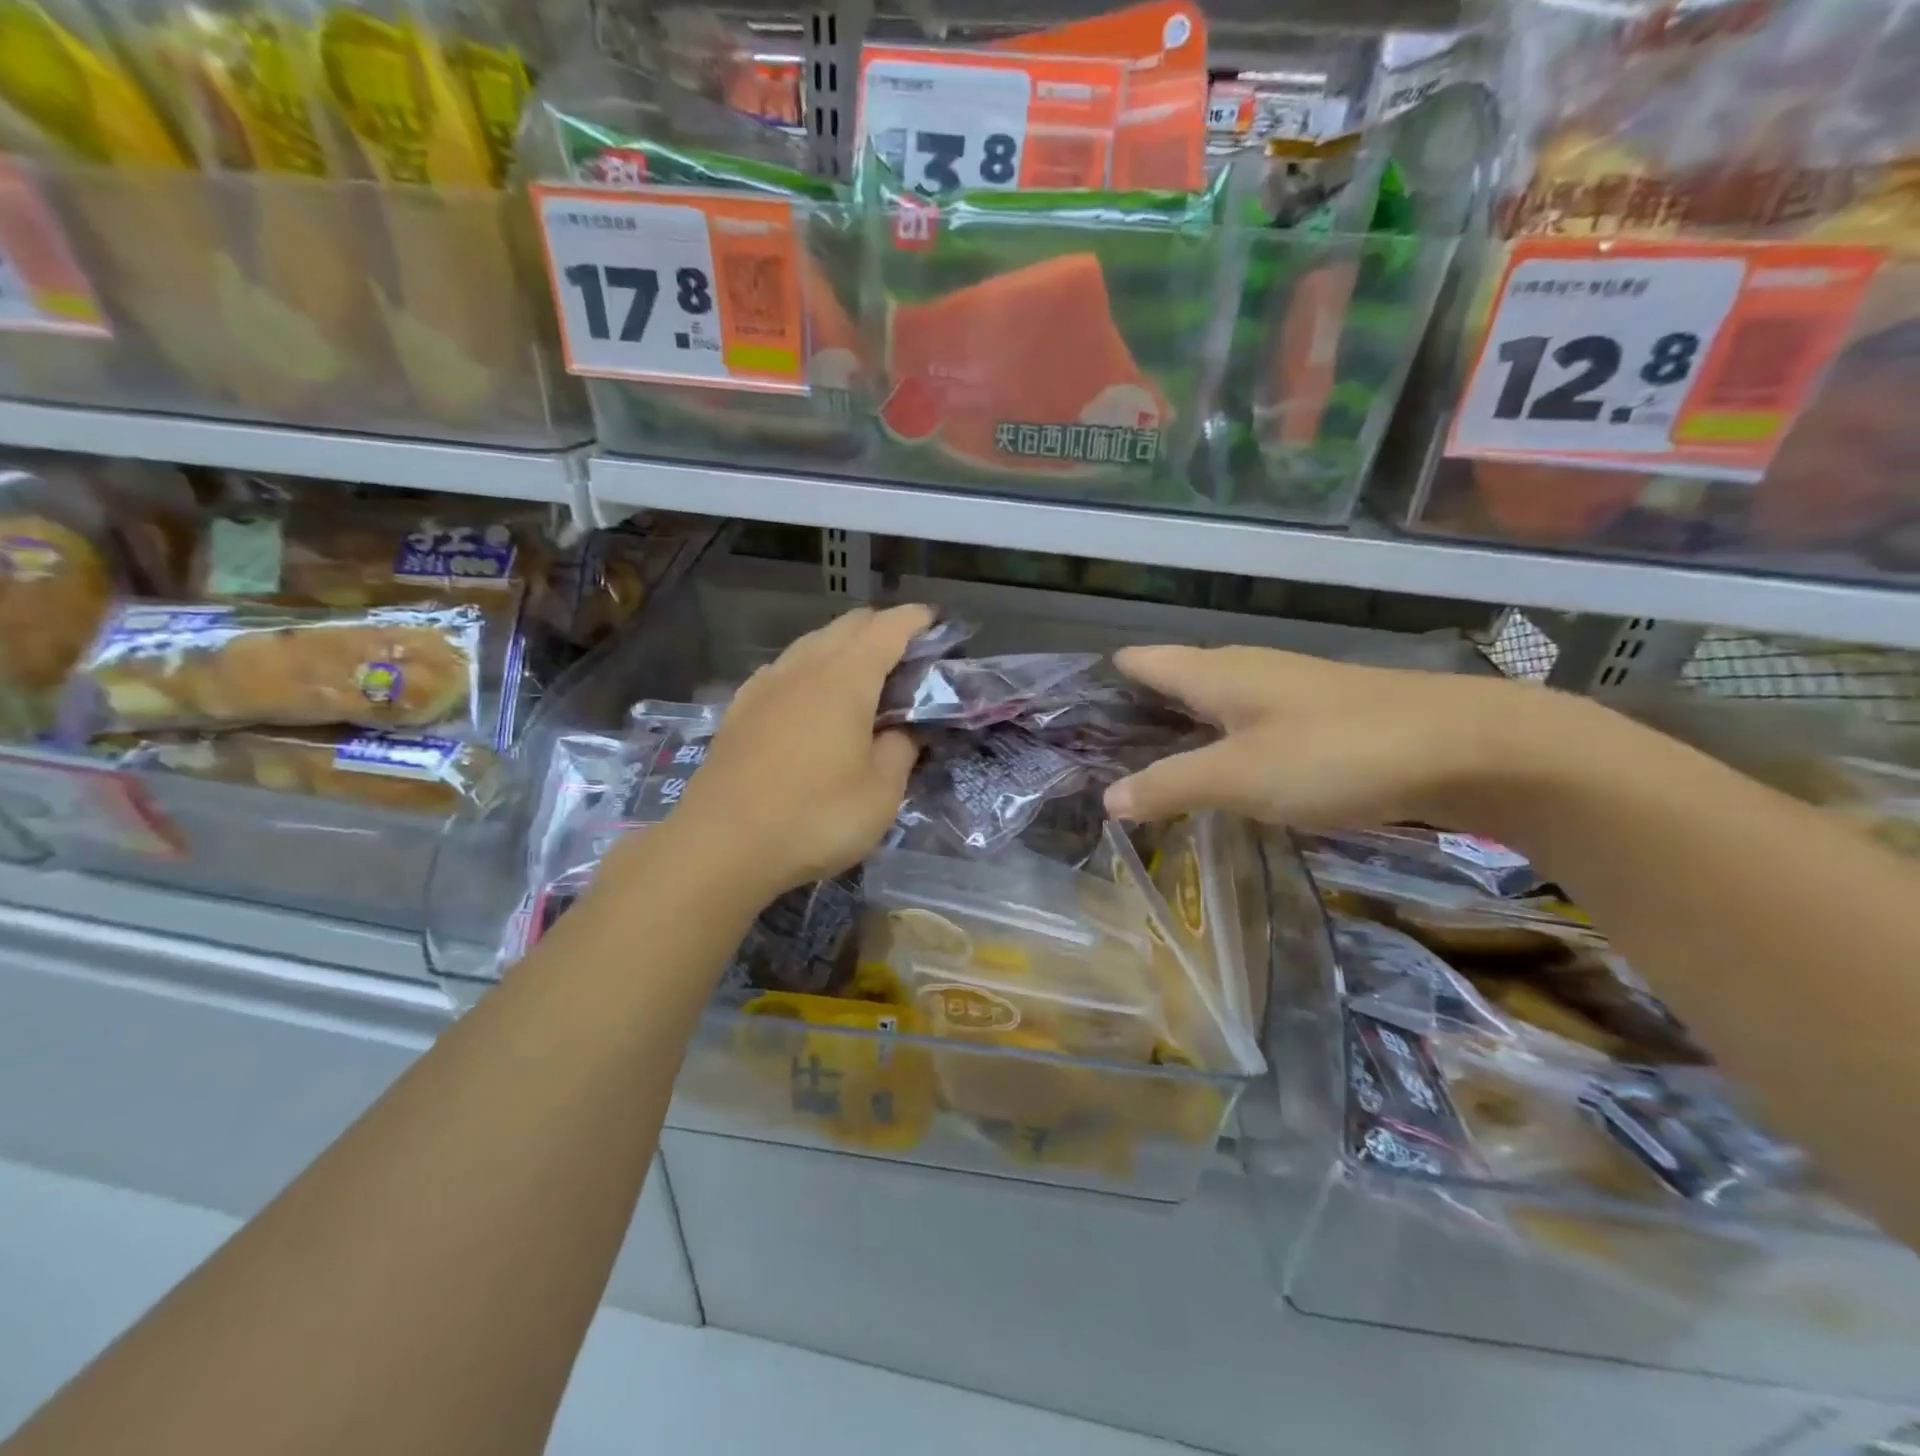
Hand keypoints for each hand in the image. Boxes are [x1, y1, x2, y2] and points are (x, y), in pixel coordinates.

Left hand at [671, 603, 932, 896]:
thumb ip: (901, 750)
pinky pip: (783, 669)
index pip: (888, 628)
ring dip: (843, 646)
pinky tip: (809, 698)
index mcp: (846, 678)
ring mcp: (766, 685)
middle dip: (882, 628)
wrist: (722, 845)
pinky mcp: (739, 708)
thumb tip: (904, 730)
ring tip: (862, 678)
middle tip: (907, 657)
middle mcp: (804, 668)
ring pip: (811, 643)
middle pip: (848, 625)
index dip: (916, 619)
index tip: (936, 623)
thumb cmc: (815, 817)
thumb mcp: (881, 793)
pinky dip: (809, 668)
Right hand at [1102, 645, 1568, 829]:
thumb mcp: (1239, 776)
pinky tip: (1220, 775)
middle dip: (1135, 712)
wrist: (1467, 748)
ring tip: (1145, 767)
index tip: (1070, 715)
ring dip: (1177, 730)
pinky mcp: (1317, 718)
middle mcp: (1245, 671)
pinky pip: (1246, 725)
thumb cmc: (1336, 753)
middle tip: (1096, 754)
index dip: (1105, 682)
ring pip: (1212, 704)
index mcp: (1216, 672)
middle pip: (1173, 680)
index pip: (1142, 662)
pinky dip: (1219, 745)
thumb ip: (1170, 785)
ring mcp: (1285, 691)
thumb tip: (1108, 800)